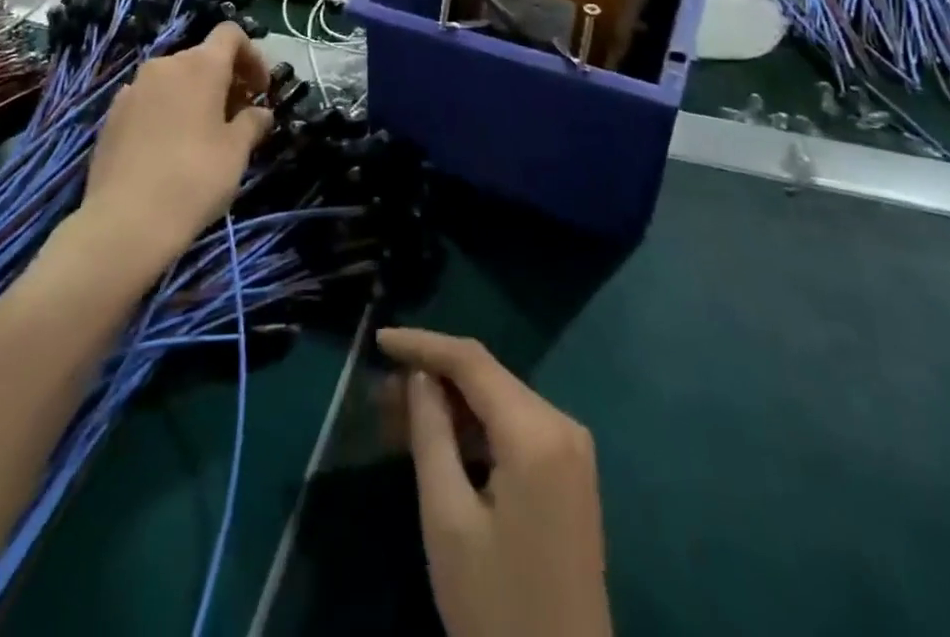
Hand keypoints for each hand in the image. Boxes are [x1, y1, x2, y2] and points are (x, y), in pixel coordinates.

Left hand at [81, 22, 272, 267]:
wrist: (125, 222)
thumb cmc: (194, 178)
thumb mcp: (237, 152)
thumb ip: (253, 123)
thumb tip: (260, 112)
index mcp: (200, 66)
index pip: (230, 34)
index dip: (252, 56)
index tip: (260, 90)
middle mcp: (164, 66)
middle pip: (202, 57)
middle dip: (226, 79)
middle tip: (239, 116)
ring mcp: (133, 90)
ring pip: (174, 79)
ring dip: (196, 95)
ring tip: (206, 134)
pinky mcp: (112, 116)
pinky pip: (150, 100)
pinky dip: (168, 111)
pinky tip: (171, 148)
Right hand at [377, 328, 610, 636]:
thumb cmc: (497, 607)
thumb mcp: (448, 518)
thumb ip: (431, 433)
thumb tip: (419, 376)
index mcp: (536, 431)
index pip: (472, 360)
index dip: (423, 343)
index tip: (378, 340)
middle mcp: (562, 424)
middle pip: (486, 378)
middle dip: (432, 377)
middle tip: (380, 391)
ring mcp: (571, 450)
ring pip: (498, 402)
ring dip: (449, 404)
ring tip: (396, 416)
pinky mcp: (569, 474)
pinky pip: (514, 428)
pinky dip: (473, 428)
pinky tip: (437, 440)